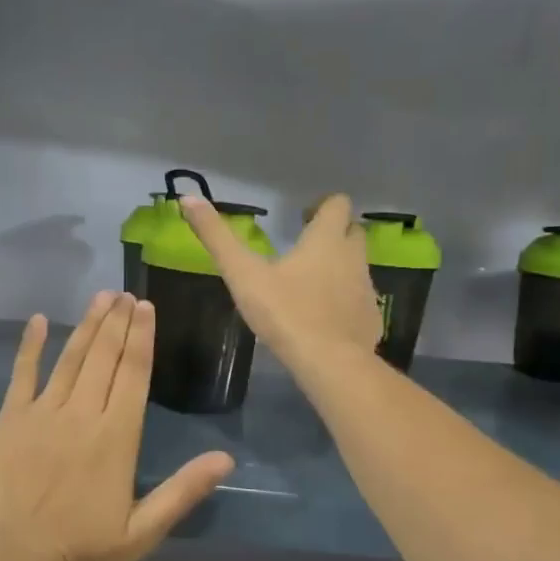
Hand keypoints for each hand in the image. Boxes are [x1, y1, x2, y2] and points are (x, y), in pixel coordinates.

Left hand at [0, 293, 235, 560]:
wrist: (16, 558)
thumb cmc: (83, 548)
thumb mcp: (144, 530)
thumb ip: (184, 490)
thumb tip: (226, 458)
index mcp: (117, 436)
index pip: (134, 374)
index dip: (142, 338)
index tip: (146, 307)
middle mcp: (82, 414)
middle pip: (104, 357)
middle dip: (117, 322)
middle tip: (126, 293)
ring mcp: (44, 412)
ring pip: (71, 358)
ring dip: (87, 325)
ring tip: (100, 298)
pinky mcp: (12, 418)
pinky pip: (22, 374)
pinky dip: (30, 346)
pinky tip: (37, 321)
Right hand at [182, 193, 380, 373]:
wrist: (329, 362)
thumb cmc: (285, 312)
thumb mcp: (242, 274)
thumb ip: (217, 237)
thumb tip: (188, 198)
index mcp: (326, 240)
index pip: (338, 204)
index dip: (322, 206)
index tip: (302, 218)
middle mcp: (353, 257)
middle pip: (352, 232)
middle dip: (333, 234)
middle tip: (304, 247)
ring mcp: (366, 289)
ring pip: (356, 267)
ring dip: (339, 268)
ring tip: (309, 284)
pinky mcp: (371, 319)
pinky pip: (360, 301)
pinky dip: (345, 302)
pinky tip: (324, 318)